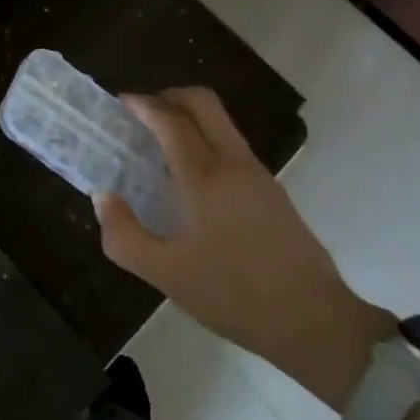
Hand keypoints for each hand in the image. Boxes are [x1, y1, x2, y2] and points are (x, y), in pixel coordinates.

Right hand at [99, 88, 392, 408]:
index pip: (171, 120)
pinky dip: (206, 140)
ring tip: (160, 145)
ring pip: (221, 122)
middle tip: (142, 113)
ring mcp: (258, 174)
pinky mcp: (273, 191)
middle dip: (169, 96)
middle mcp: (233, 163)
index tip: (121, 103)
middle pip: (203, 103)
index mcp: (205, 177)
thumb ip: (124, 234)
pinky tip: (190, 178)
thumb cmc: (234, 295)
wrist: (316, 323)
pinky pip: (232, 145)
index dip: (143, 104)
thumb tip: (104, 197)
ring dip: (189, 117)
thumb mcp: (166, 274)